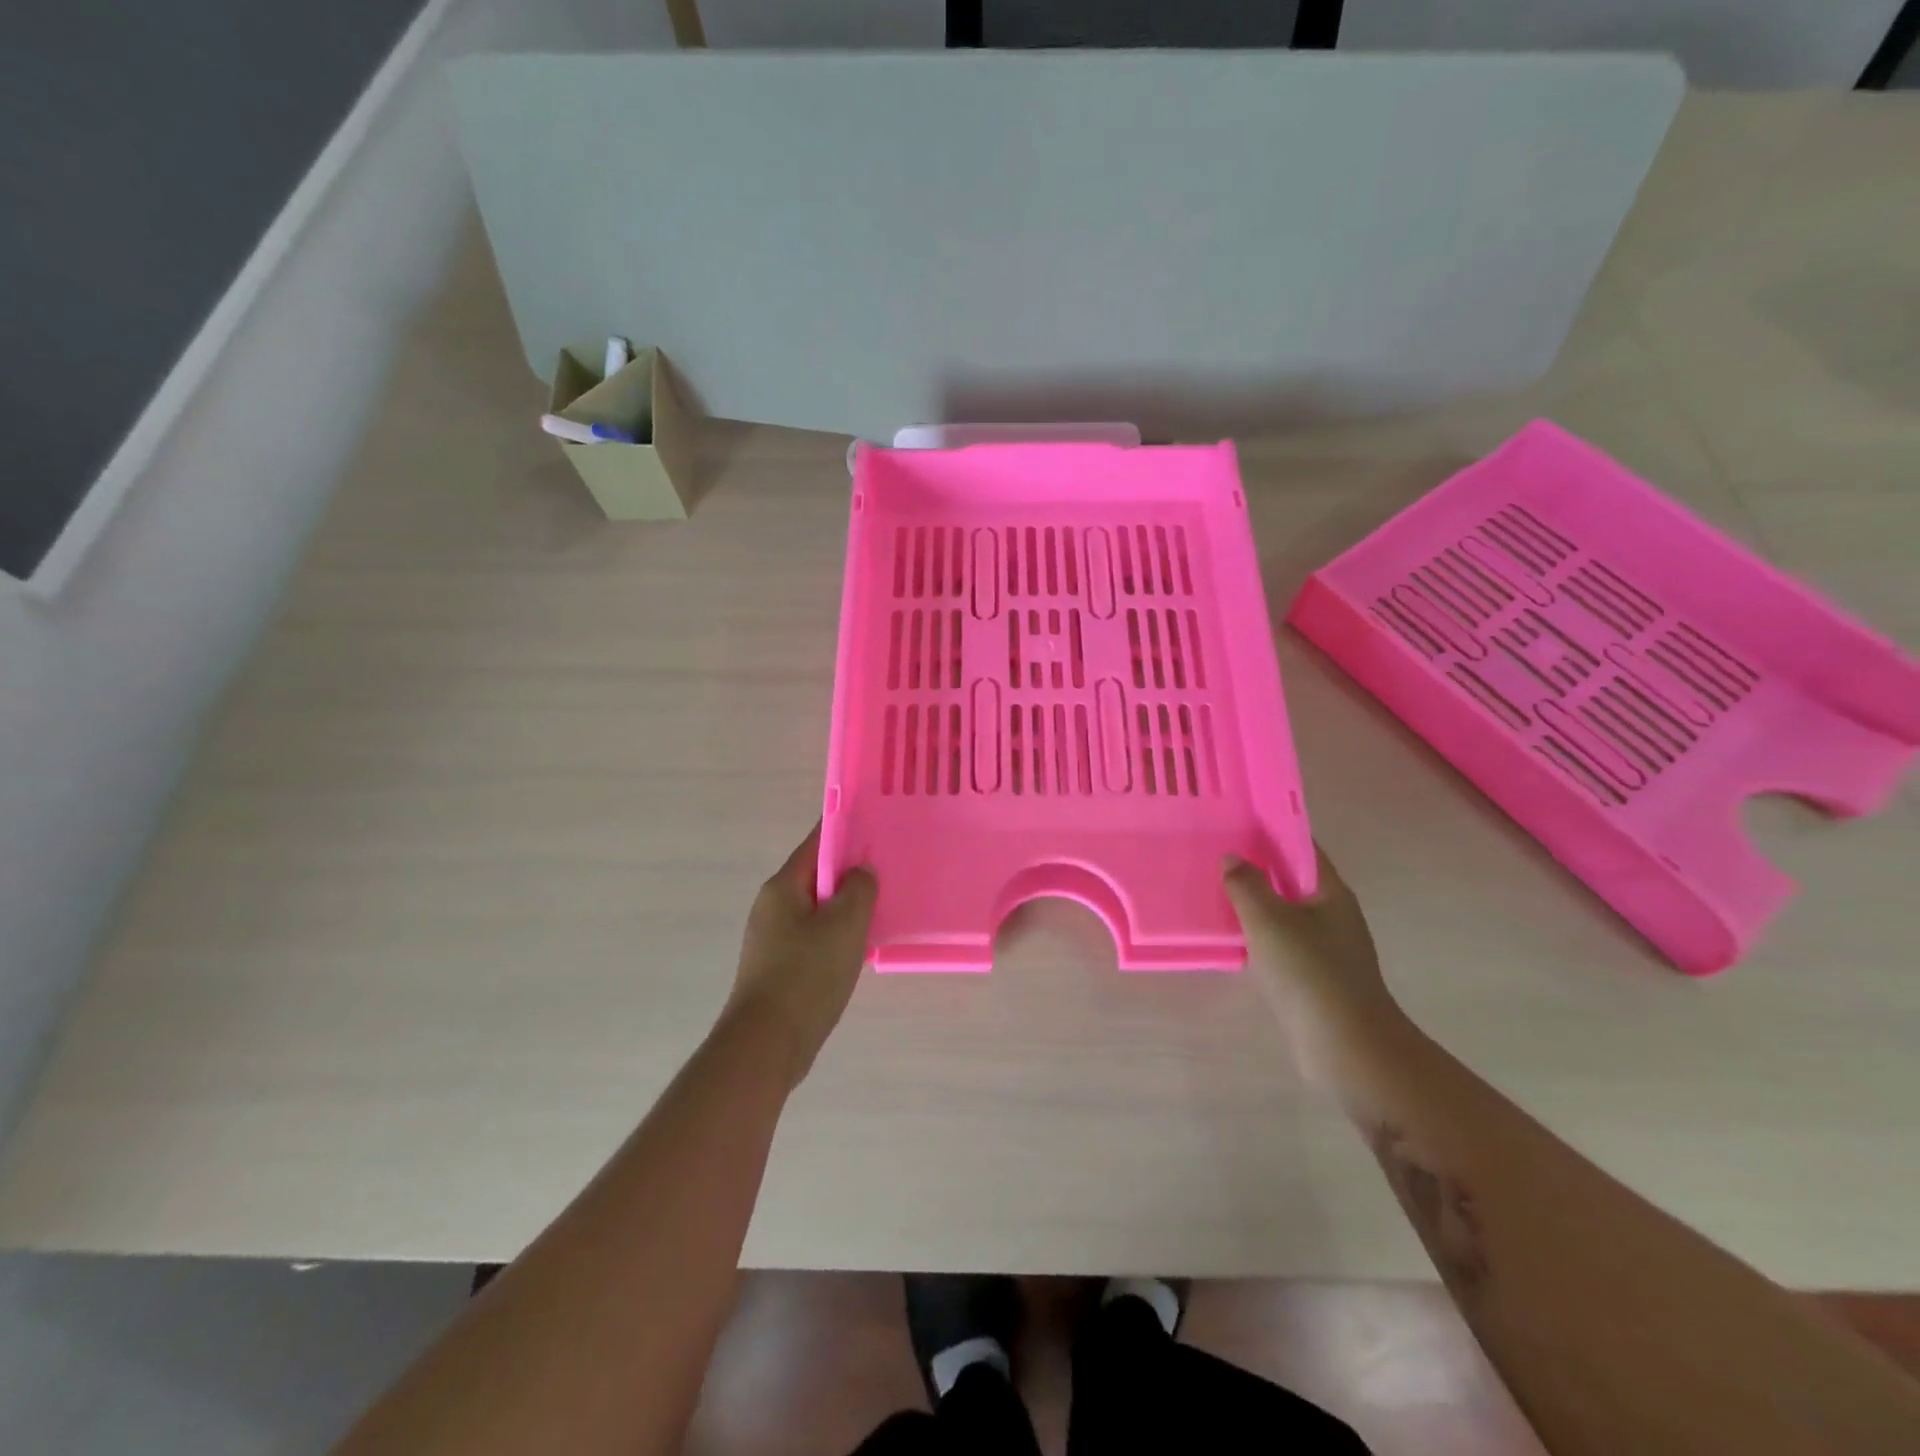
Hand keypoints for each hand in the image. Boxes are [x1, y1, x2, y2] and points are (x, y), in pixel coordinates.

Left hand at [723, 824, 877, 1088]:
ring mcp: (772, 938)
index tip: (876, 825)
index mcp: (783, 886)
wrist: (767, 1045)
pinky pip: (813, 937)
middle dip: (851, 871)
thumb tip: (861, 872)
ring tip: (882, 908)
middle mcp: (772, 905)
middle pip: (817, 875)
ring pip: (817, 909)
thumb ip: (859, 888)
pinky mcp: (778, 966)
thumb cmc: (807, 975)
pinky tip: (860, 947)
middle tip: (888, 869)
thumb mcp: (845, 924)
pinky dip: (837, 935)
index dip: (846, 830)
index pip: (817, 843)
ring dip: (846, 907)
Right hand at [1224, 843, 1409, 1093]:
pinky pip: (1281, 941)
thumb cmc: (1310, 972)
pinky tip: (1232, 935)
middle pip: (1292, 878)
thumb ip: (1247, 884)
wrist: (1347, 1047)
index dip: (1271, 830)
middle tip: (1216, 852)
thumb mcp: (1269, 920)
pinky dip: (1258, 933)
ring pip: (1285, 911)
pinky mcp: (1315, 976)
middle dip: (1258, 865)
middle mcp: (1333, 913)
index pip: (1301, 847)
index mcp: (1330, 891)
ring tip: (1215, 889)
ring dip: (1255, 901)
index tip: (1237, 820)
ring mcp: (1327, 946)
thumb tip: (1232, 858)